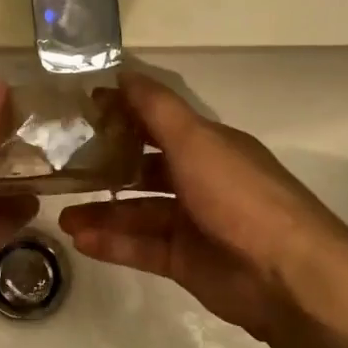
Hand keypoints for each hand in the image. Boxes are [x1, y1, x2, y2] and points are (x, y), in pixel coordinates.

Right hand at [59, 71, 347, 343]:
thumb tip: (123, 72)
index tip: (79, 112)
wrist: (287, 275)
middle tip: (61, 171)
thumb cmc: (239, 196)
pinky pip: (142, 248)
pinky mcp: (186, 262)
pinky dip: (113, 244)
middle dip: (104, 170)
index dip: (122, 115)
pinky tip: (80, 241)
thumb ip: (157, 109)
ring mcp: (193, 224)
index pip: (158, 123)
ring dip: (101, 212)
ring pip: (137, 213)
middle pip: (143, 170)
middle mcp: (200, 181)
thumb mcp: (196, 142)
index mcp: (208, 147)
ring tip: (62, 217)